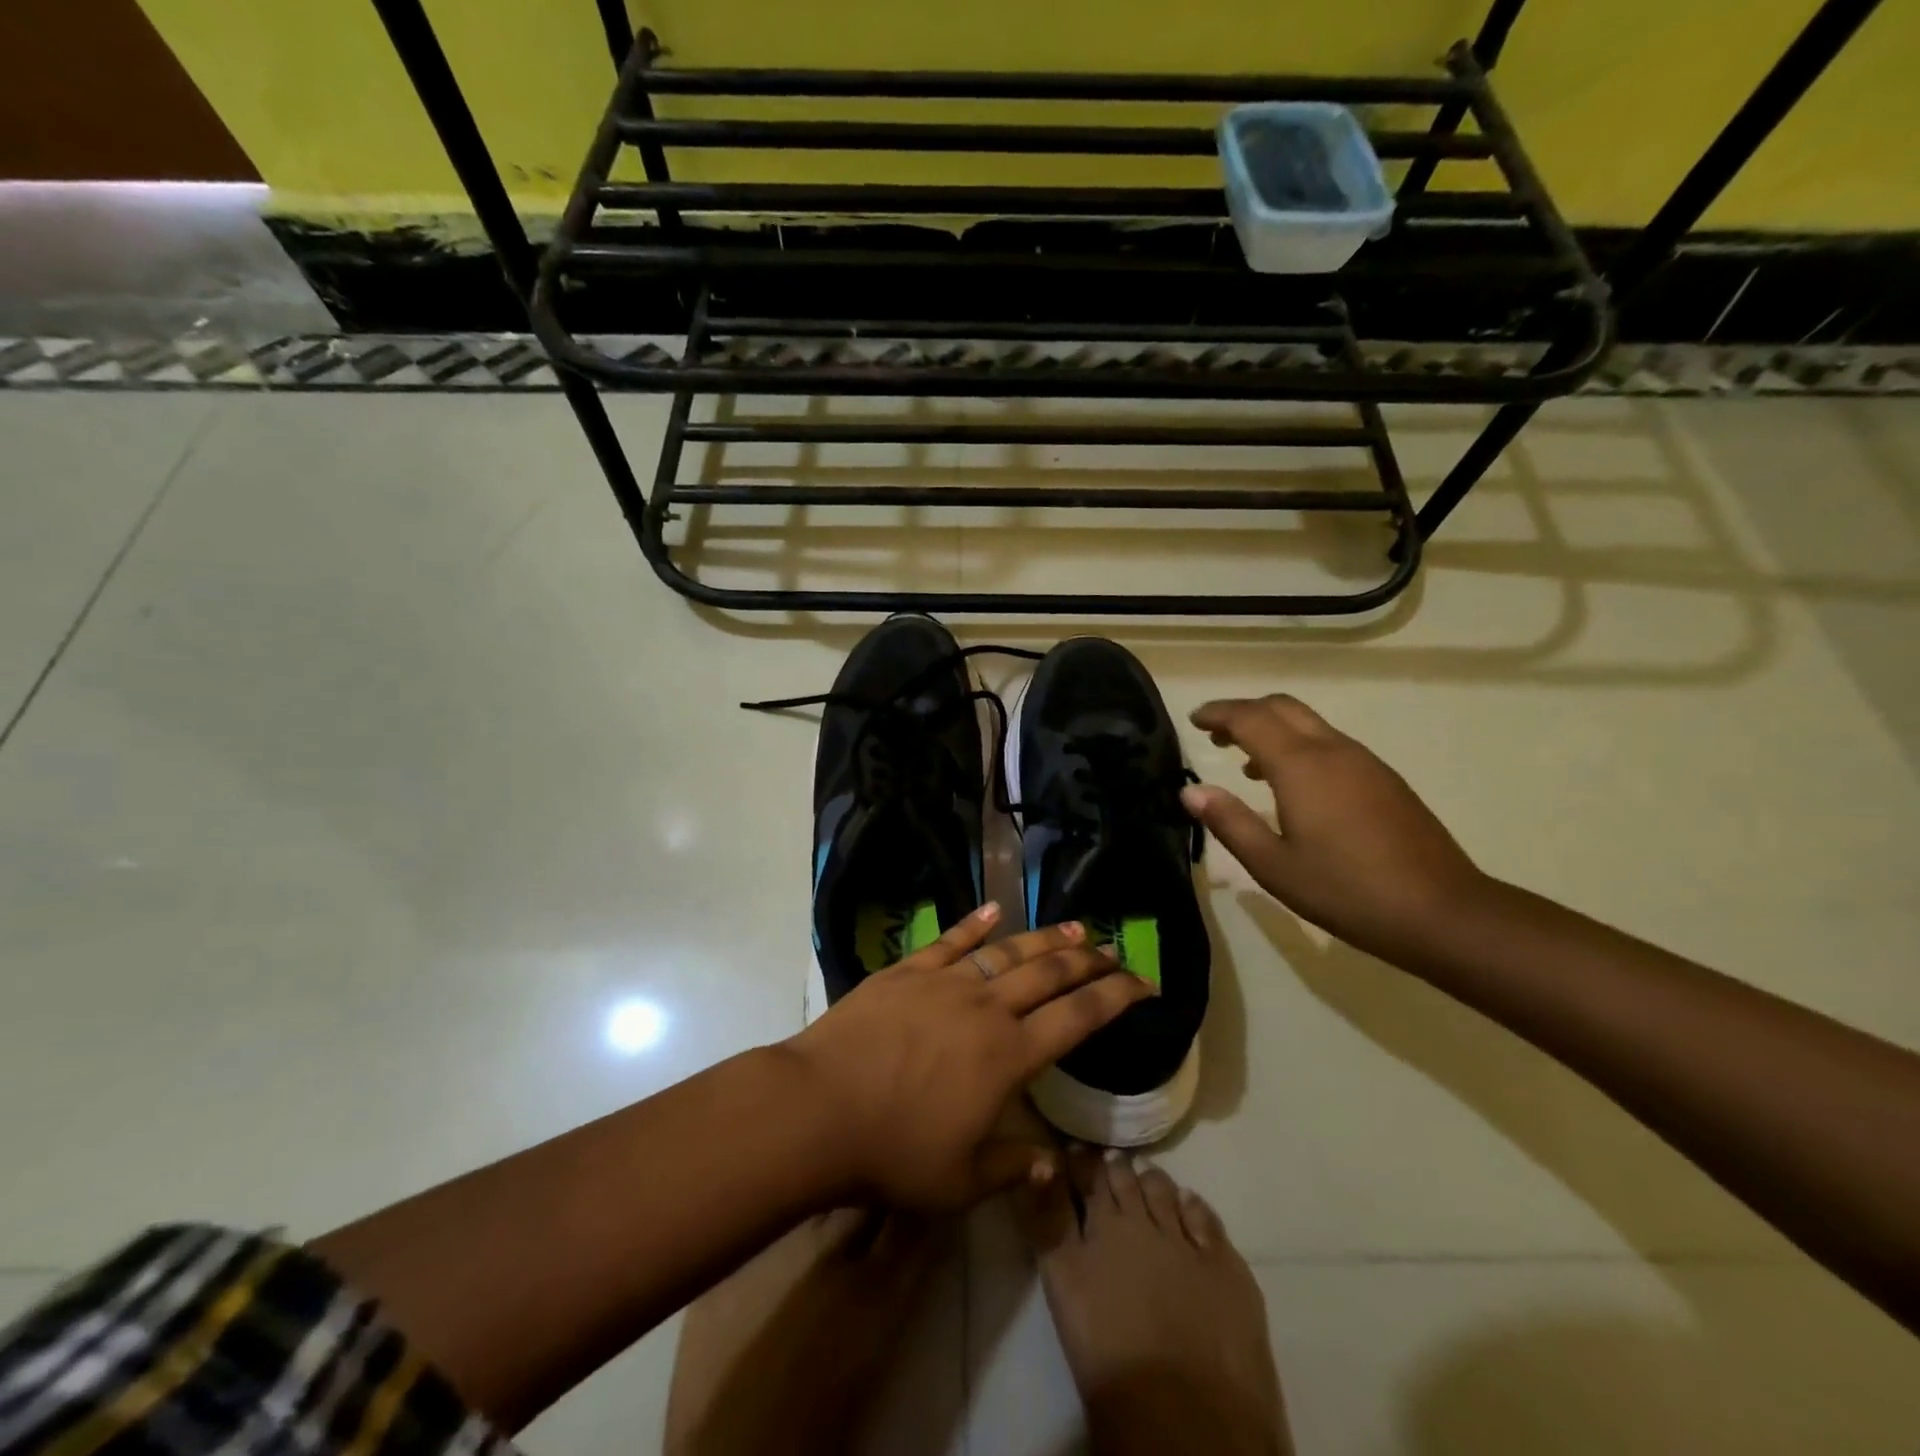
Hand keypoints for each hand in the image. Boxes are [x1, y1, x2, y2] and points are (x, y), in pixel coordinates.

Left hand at [783, 903, 1152, 1208]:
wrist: (819, 1108)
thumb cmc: (893, 1152)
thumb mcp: (960, 1181)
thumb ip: (1012, 1168)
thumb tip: (1052, 1166)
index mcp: (1009, 1056)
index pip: (1078, 1018)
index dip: (1117, 997)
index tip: (1144, 983)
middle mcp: (987, 1008)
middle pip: (1050, 974)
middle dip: (1089, 960)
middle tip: (1114, 950)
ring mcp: (945, 981)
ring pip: (1008, 950)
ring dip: (1045, 938)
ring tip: (1075, 927)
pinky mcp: (908, 970)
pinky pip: (950, 939)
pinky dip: (975, 923)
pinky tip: (994, 909)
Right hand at [1183, 694, 1490, 959]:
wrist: (1442, 912)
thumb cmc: (1346, 890)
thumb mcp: (1273, 865)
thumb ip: (1229, 822)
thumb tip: (1191, 791)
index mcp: (1301, 765)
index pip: (1250, 718)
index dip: (1218, 713)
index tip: (1194, 720)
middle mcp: (1333, 750)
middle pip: (1282, 707)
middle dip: (1245, 712)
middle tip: (1215, 734)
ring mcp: (1365, 762)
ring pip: (1310, 724)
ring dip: (1273, 730)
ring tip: (1246, 764)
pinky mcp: (1385, 779)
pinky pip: (1330, 744)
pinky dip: (1299, 747)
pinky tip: (1294, 788)